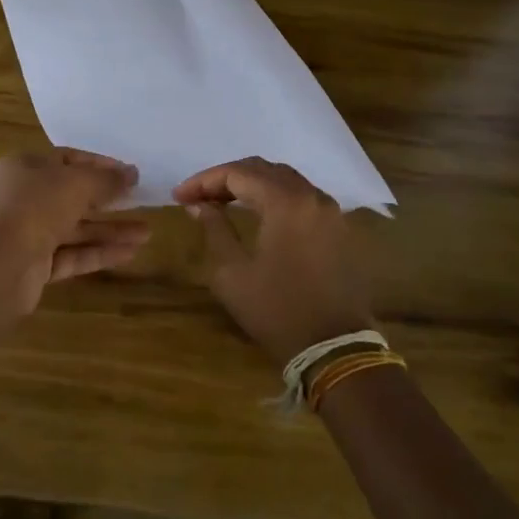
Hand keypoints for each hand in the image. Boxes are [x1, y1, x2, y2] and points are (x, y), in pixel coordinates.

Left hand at [0, 148, 148, 313]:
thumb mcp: (76, 183)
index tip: (129, 174)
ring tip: (147, 234)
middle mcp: (21, 198)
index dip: (99, 166)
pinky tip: (131, 253)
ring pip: (74, 229)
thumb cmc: (35, 207)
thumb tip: (132, 174)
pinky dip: (98, 252)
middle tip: (141, 202)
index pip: (66, 160)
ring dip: (109, 230)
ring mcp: (26, 234)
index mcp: (22, 168)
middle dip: (108, 201)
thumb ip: (106, 179)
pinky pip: (72, 255)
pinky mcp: (34, 266)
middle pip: (71, 196)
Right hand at [173, 158, 373, 365]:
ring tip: (222, 201)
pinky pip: (302, 197)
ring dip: (252, 185)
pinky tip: (256, 213)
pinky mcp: (339, 228)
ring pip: (285, 180)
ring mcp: (331, 211)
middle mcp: (312, 196)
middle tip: (198, 196)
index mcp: (286, 202)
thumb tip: (199, 205)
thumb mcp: (232, 272)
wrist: (334, 349)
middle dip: (226, 178)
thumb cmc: (276, 310)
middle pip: (263, 169)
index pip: (238, 173)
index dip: (204, 181)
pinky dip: (274, 197)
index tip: (179, 197)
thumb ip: (214, 229)